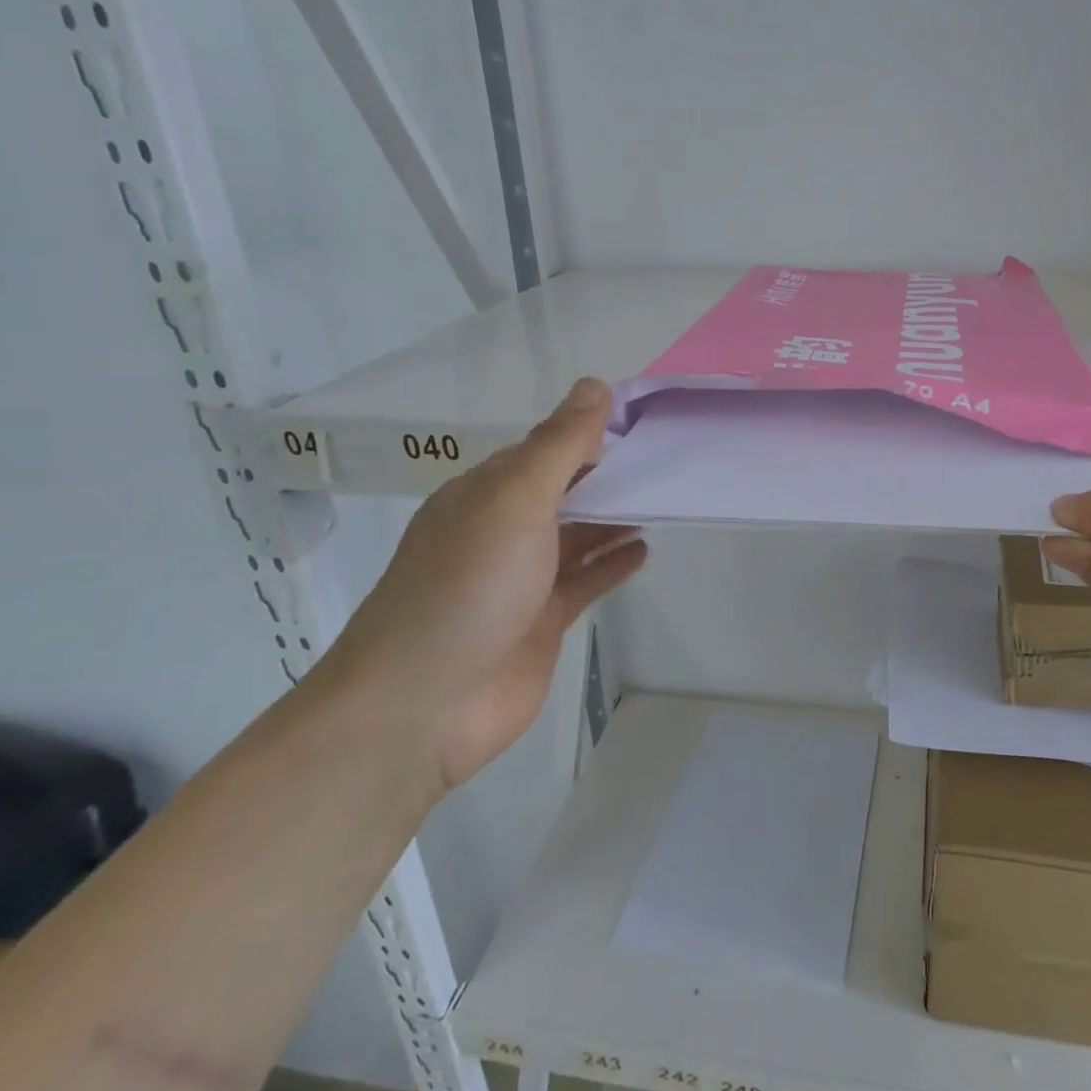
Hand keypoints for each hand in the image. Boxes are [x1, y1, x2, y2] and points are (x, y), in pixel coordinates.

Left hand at [325, 379, 646, 795]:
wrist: (422, 705)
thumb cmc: (467, 587)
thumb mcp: (514, 502)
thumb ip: (558, 447)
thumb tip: (595, 384)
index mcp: (485, 494)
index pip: (545, 450)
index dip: (590, 434)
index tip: (643, 421)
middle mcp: (502, 531)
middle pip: (564, 492)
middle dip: (609, 476)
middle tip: (668, 460)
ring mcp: (522, 579)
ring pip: (577, 536)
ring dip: (614, 517)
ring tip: (664, 498)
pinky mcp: (542, 621)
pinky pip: (585, 581)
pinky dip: (612, 564)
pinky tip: (644, 550)